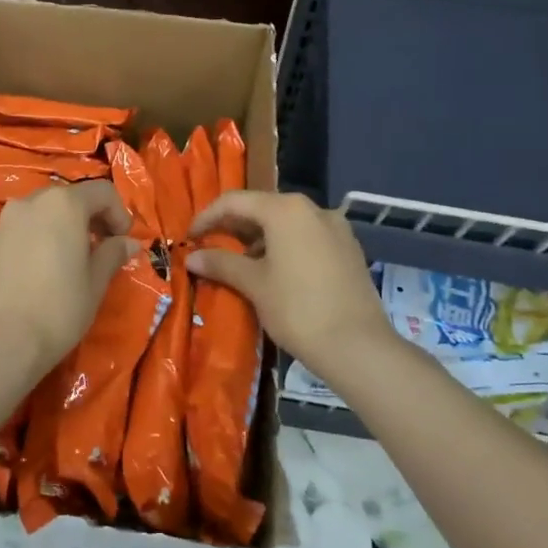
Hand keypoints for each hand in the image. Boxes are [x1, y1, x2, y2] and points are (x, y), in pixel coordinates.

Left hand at [0, 181, 140, 383]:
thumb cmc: (57, 309)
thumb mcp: (94, 283)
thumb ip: (112, 254)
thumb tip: (129, 243)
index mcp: (63, 204)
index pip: (102, 192)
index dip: (120, 214)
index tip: (123, 242)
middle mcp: (31, 202)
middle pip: (69, 198)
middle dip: (90, 219)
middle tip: (101, 250)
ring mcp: (5, 221)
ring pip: (42, 213)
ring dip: (62, 228)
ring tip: (70, 262)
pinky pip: (21, 231)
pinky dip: (38, 240)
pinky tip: (41, 273)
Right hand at [186, 191, 392, 376]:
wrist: (357, 345)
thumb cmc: (297, 309)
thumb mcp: (254, 284)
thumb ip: (221, 263)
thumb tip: (192, 257)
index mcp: (286, 210)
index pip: (235, 202)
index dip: (207, 217)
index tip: (189, 238)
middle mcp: (313, 209)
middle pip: (263, 208)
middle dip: (234, 227)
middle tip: (211, 248)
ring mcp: (336, 228)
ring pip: (286, 223)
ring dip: (259, 238)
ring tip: (240, 264)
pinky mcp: (349, 250)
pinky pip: (307, 238)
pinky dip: (284, 247)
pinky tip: (274, 272)